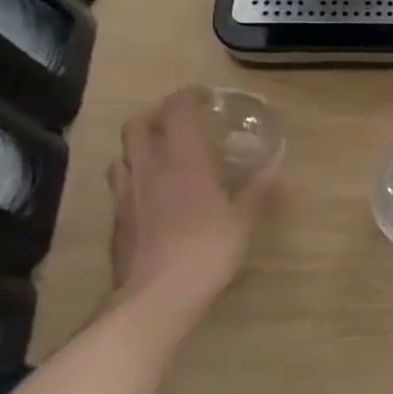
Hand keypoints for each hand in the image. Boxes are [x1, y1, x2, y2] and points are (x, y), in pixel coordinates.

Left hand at [109, 86, 271, 328]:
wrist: (154, 299)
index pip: (177, 114)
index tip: (205, 94)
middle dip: (157, 111)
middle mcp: (149, 170)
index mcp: (183, 163)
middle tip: (179, 116)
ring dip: (141, 141)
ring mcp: (127, 195)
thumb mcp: (242, 221)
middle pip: (139, 125)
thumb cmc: (206, 253)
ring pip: (124, 152)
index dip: (188, 97)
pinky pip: (122, 181)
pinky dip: (137, 171)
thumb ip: (257, 190)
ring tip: (163, 149)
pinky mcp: (118, 219)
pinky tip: (154, 188)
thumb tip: (275, 164)